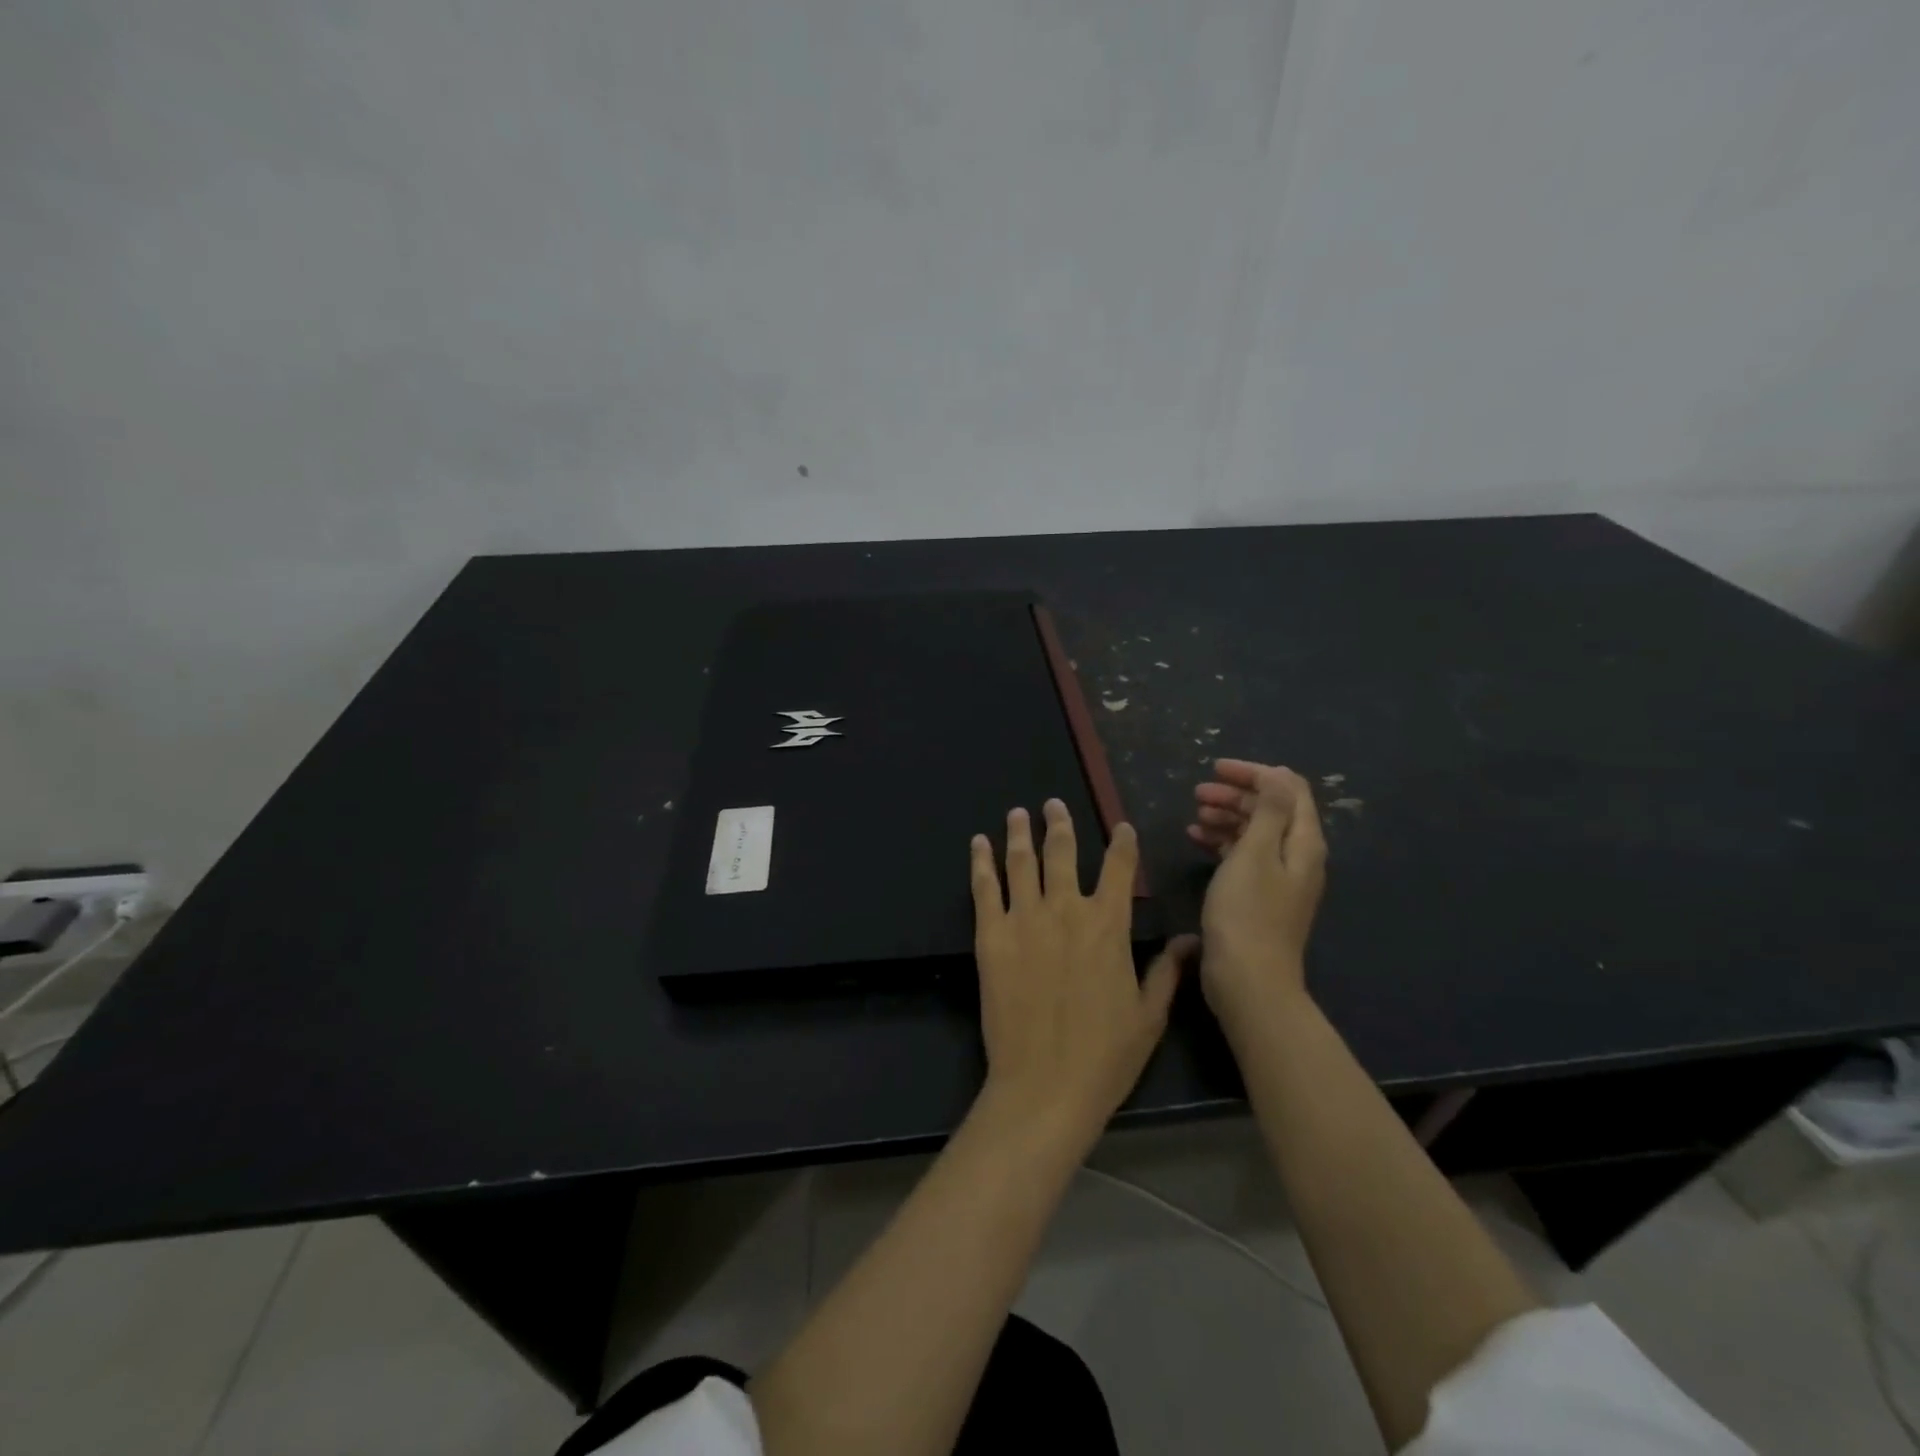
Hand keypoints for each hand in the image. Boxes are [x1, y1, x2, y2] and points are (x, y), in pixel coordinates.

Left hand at [971, 801, 1195, 1143]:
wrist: (1044, 1085)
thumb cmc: (1105, 1056)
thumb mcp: (1149, 1016)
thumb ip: (1167, 971)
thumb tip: (1189, 939)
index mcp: (1108, 925)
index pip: (1120, 869)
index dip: (1123, 844)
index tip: (1121, 827)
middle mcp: (1066, 910)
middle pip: (1063, 853)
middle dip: (1060, 824)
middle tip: (1053, 805)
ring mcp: (1024, 920)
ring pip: (1022, 862)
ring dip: (1020, 833)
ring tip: (1019, 813)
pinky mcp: (991, 936)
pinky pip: (985, 888)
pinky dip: (981, 862)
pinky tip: (979, 843)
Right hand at [1187, 760, 1326, 1026]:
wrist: (1248, 980)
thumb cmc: (1247, 913)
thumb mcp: (1255, 854)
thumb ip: (1268, 811)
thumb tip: (1276, 774)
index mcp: (1303, 842)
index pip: (1288, 789)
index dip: (1255, 772)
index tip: (1216, 768)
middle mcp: (1297, 856)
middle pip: (1271, 809)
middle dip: (1237, 794)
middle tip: (1198, 793)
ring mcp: (1279, 877)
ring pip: (1255, 831)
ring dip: (1227, 816)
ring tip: (1195, 814)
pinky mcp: (1259, 895)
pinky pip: (1244, 855)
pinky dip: (1222, 841)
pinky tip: (1196, 839)